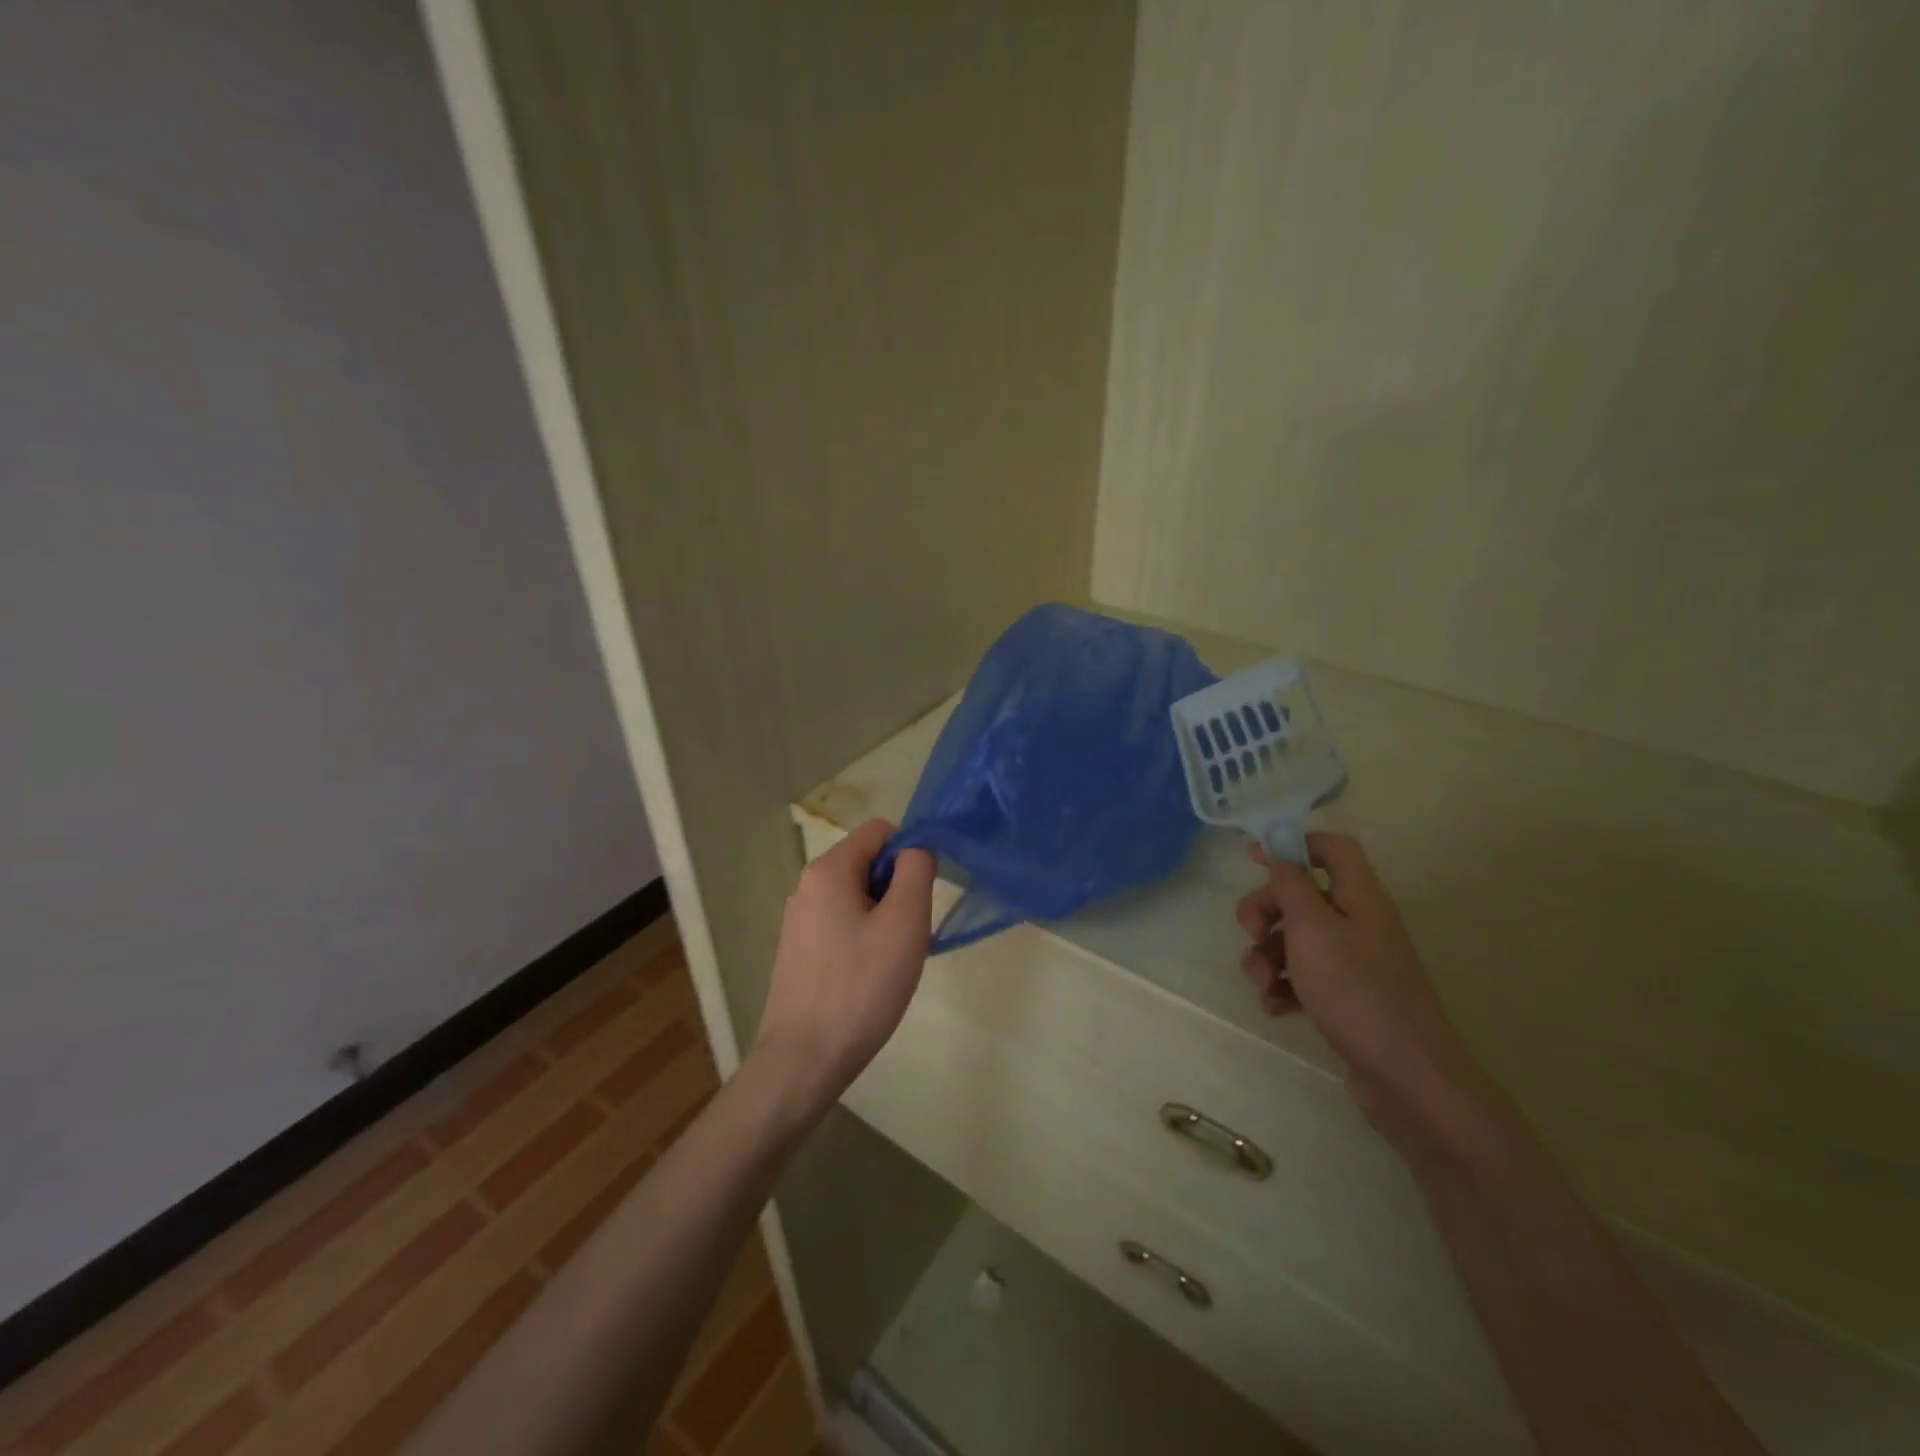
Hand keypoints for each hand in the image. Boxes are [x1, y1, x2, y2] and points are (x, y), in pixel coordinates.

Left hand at [750, 819, 935, 1120]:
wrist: (804, 1058)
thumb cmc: (861, 986)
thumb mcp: (904, 922)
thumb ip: (915, 871)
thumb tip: (916, 848)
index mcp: (828, 870)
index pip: (879, 831)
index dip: (910, 851)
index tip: (923, 894)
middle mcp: (807, 885)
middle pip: (867, 862)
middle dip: (897, 888)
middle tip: (910, 932)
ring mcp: (799, 919)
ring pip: (857, 896)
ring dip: (884, 916)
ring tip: (892, 959)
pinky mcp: (799, 949)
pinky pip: (842, 923)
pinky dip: (864, 937)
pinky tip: (870, 976)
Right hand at [1236, 833, 1483, 1138]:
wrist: (1406, 1076)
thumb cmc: (1355, 990)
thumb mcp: (1312, 928)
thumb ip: (1291, 885)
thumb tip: (1280, 854)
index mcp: (1359, 897)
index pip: (1332, 848)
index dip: (1294, 844)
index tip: (1254, 858)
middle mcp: (1359, 923)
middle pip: (1303, 895)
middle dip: (1266, 910)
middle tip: (1249, 931)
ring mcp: (1354, 963)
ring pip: (1297, 939)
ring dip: (1267, 954)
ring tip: (1259, 982)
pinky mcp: (1347, 998)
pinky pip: (1305, 977)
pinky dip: (1283, 986)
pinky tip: (1275, 1006)